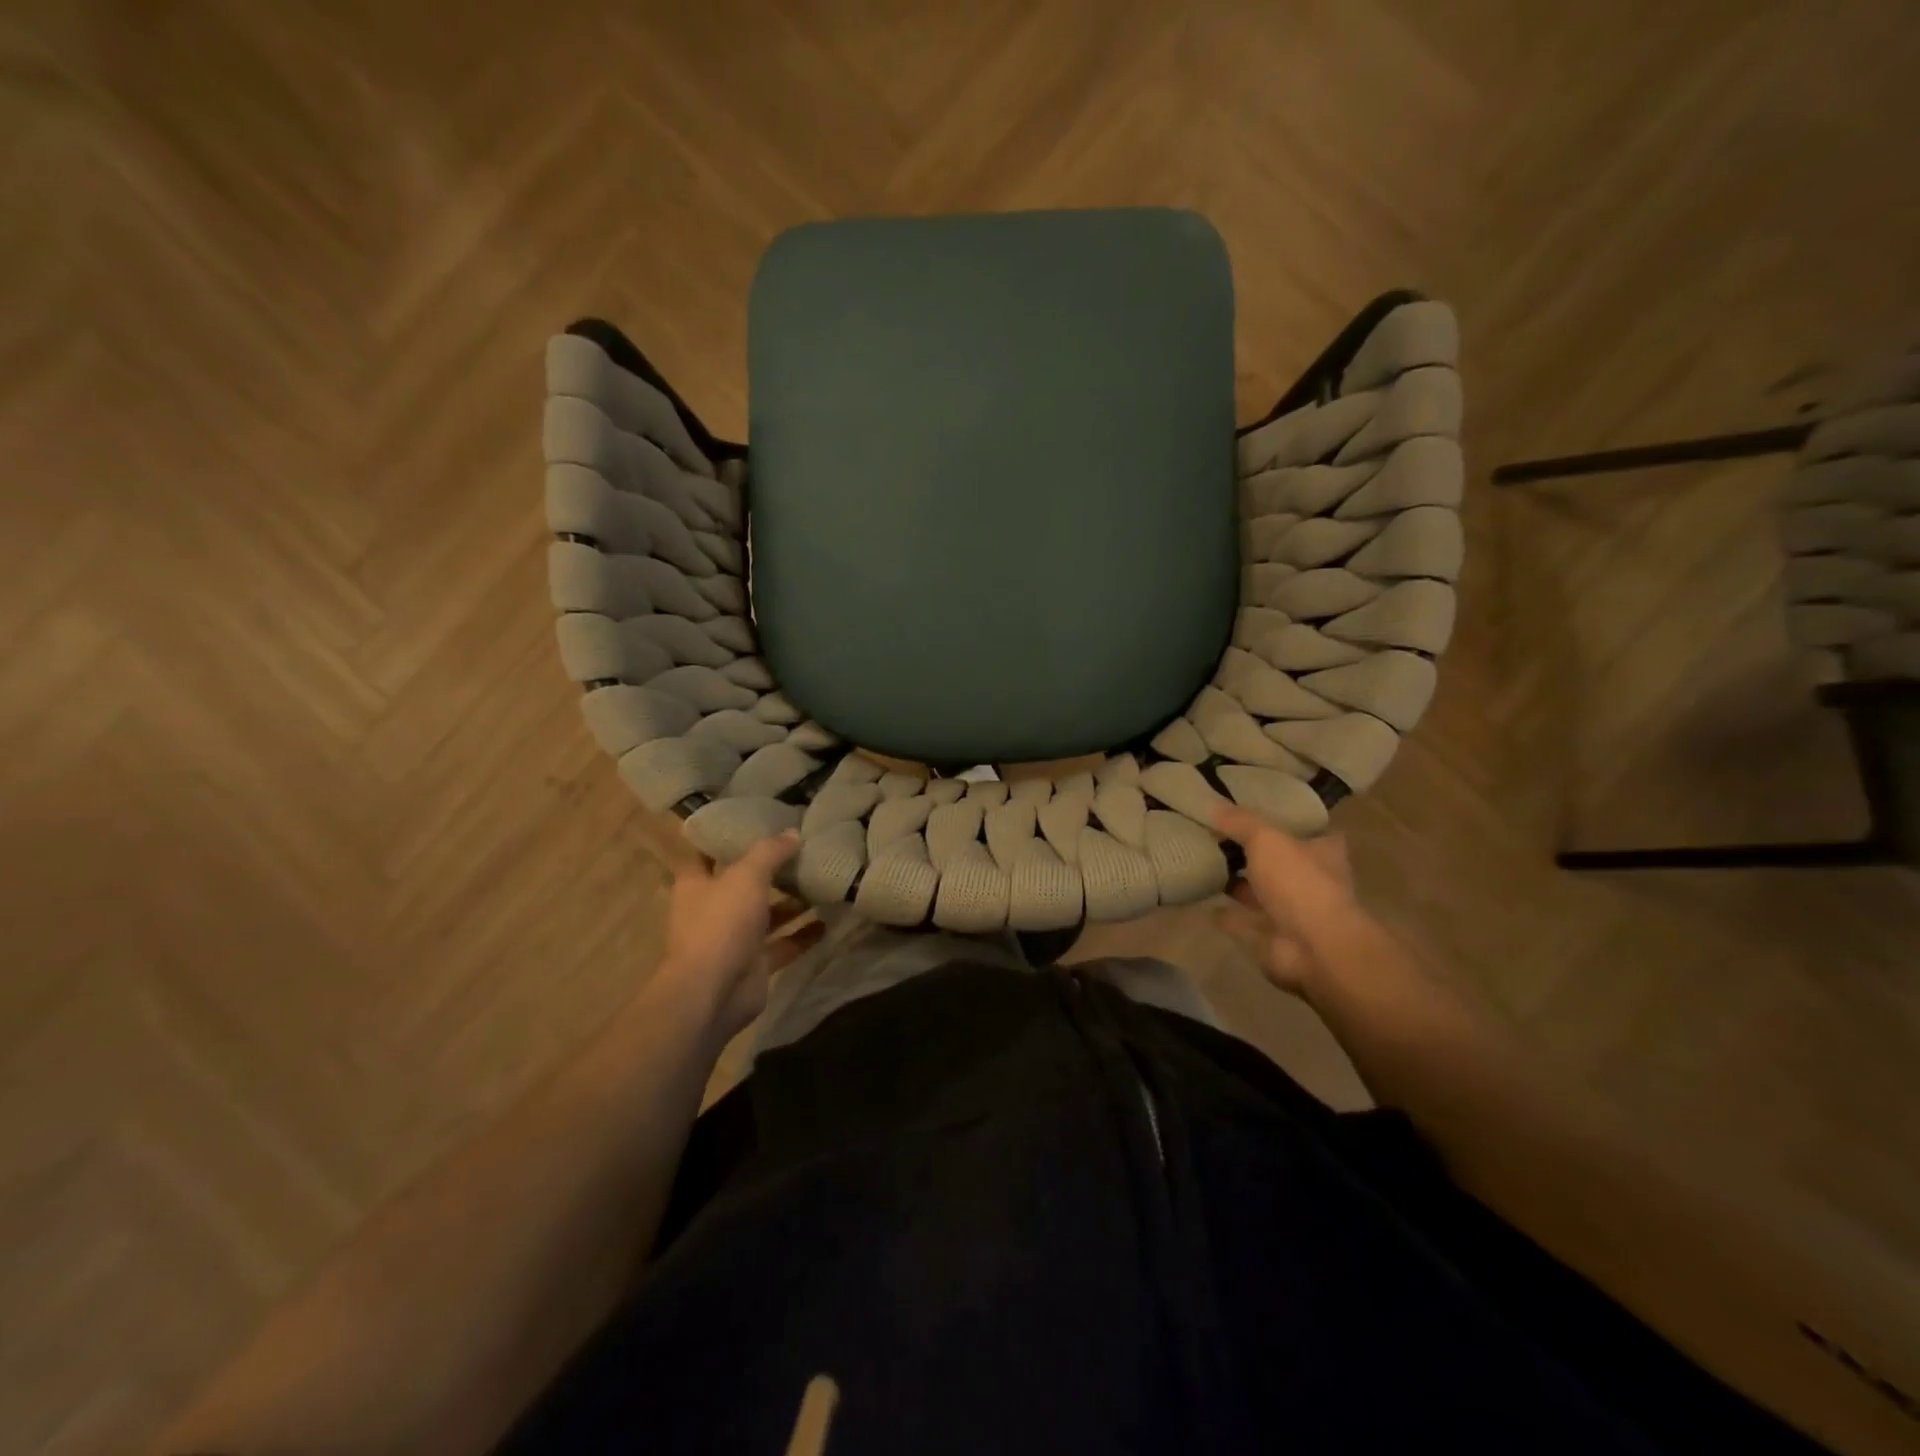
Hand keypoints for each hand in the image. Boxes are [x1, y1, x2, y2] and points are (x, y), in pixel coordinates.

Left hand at [653, 831, 801, 1042]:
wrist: (713, 993)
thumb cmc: (720, 924)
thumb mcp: (746, 876)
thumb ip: (770, 853)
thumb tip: (793, 833)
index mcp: (696, 885)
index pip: (707, 855)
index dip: (727, 840)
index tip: (755, 824)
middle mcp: (713, 910)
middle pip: (742, 885)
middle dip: (769, 871)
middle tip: (801, 850)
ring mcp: (733, 939)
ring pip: (766, 916)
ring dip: (790, 904)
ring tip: (820, 883)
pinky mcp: (754, 964)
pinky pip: (783, 945)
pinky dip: (803, 935)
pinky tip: (828, 922)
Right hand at [1212, 802, 1356, 995]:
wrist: (1314, 948)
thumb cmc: (1300, 882)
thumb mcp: (1267, 839)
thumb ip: (1240, 822)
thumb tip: (1211, 803)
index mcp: (1322, 852)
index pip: (1308, 830)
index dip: (1284, 821)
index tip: (1255, 810)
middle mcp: (1311, 880)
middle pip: (1278, 861)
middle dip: (1252, 853)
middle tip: (1215, 835)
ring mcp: (1292, 912)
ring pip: (1259, 892)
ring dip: (1237, 884)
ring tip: (1202, 865)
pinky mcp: (1272, 937)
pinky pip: (1242, 921)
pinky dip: (1225, 914)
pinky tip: (1202, 902)